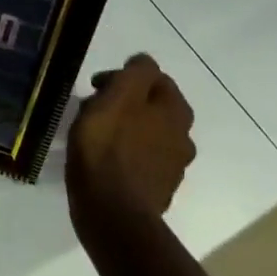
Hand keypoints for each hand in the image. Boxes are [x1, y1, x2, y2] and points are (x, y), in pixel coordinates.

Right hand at [67, 54, 195, 235]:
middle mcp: (183, 136)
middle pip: (152, 106)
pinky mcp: (157, 191)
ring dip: (126, 130)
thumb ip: (135, 73)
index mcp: (176, 110)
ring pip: (147, 135)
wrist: (112, 212)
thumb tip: (143, 63)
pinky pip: (140, 162)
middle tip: (94, 111)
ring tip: (96, 138)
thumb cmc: (108, 147)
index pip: (154, 77)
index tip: (95, 88)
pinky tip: (105, 164)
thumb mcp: (118, 97)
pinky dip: (125, 156)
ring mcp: (172, 167)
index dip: (123, 77)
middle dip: (124, 103)